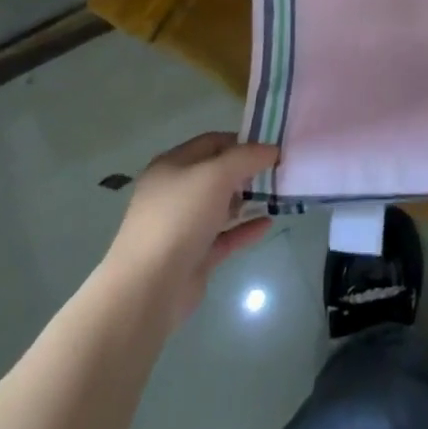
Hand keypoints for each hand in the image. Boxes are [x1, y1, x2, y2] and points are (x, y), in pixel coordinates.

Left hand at [106, 133, 279, 321]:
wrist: (149, 287)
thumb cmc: (179, 218)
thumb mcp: (216, 175)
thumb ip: (247, 157)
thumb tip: (271, 150)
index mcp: (172, 166)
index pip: (211, 142)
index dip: (241, 141)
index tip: (271, 147)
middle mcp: (174, 193)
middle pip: (217, 174)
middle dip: (247, 171)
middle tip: (278, 172)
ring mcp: (182, 226)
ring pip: (221, 206)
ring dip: (248, 200)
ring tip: (278, 196)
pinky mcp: (193, 256)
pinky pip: (224, 236)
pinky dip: (245, 229)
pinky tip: (268, 223)